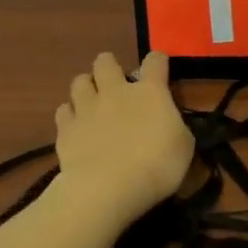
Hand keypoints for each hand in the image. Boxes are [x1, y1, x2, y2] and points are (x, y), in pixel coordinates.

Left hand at [52, 51, 194, 229]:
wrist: (109, 187)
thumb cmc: (157, 166)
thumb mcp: (184, 147)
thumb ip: (175, 127)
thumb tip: (168, 123)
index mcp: (150, 92)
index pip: (155, 62)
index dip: (158, 61)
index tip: (159, 66)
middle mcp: (115, 92)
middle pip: (106, 62)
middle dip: (110, 65)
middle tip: (115, 81)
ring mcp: (86, 108)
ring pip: (79, 81)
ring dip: (86, 86)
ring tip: (91, 100)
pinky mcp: (66, 128)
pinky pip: (63, 111)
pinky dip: (69, 114)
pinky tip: (75, 125)